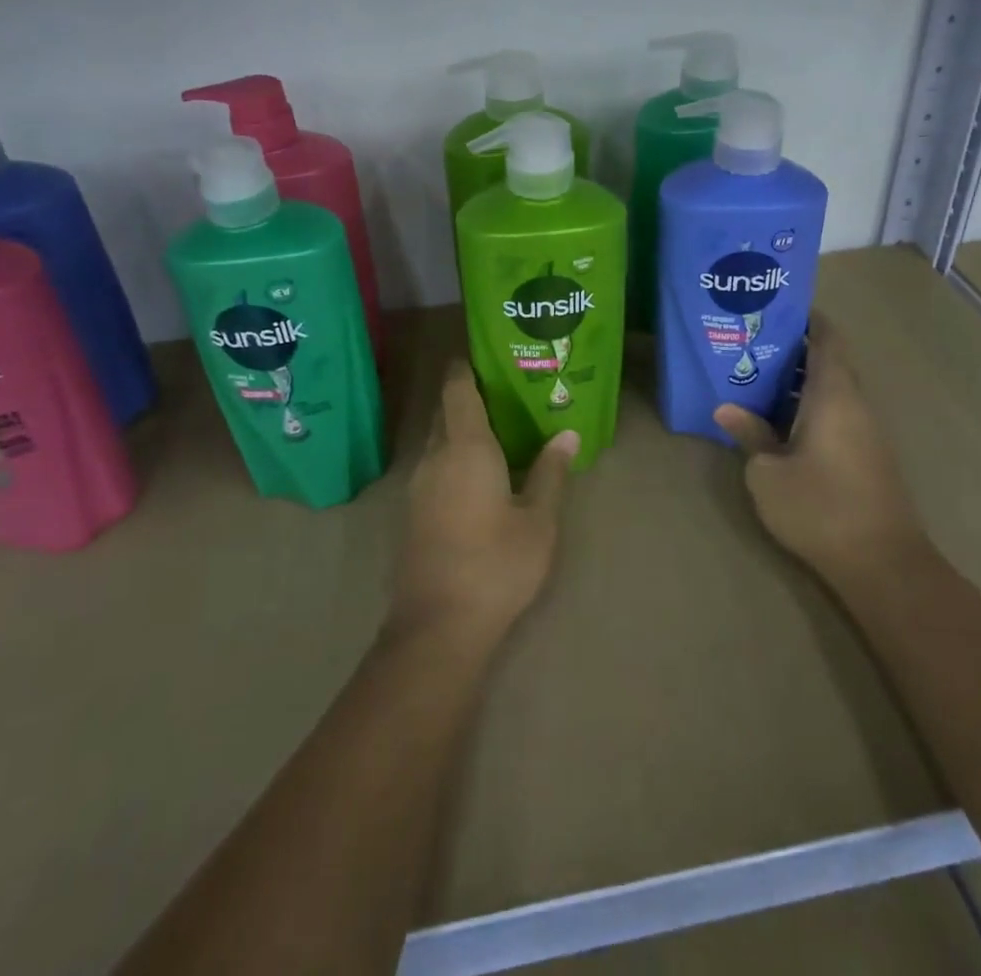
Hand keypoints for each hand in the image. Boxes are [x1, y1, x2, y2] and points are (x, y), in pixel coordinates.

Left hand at [388, 361, 578, 646]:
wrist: (437, 627)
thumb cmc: (496, 564)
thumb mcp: (539, 520)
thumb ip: (551, 472)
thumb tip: (568, 434)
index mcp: (465, 447)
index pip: (457, 387)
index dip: (466, 365)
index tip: (487, 353)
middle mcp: (435, 456)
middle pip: (446, 411)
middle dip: (471, 396)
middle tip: (509, 392)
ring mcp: (418, 485)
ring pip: (439, 441)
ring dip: (463, 429)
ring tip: (501, 431)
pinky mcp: (412, 511)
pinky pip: (434, 466)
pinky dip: (455, 457)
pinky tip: (480, 475)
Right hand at [713, 314, 926, 588]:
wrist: (883, 564)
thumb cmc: (819, 507)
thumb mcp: (767, 472)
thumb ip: (750, 434)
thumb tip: (726, 408)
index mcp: (834, 394)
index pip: (826, 338)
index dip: (806, 318)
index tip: (775, 309)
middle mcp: (856, 403)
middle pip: (829, 361)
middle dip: (793, 350)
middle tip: (751, 345)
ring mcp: (866, 431)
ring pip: (833, 390)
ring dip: (800, 382)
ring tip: (756, 380)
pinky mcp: (868, 456)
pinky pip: (838, 413)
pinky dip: (811, 406)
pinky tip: (780, 422)